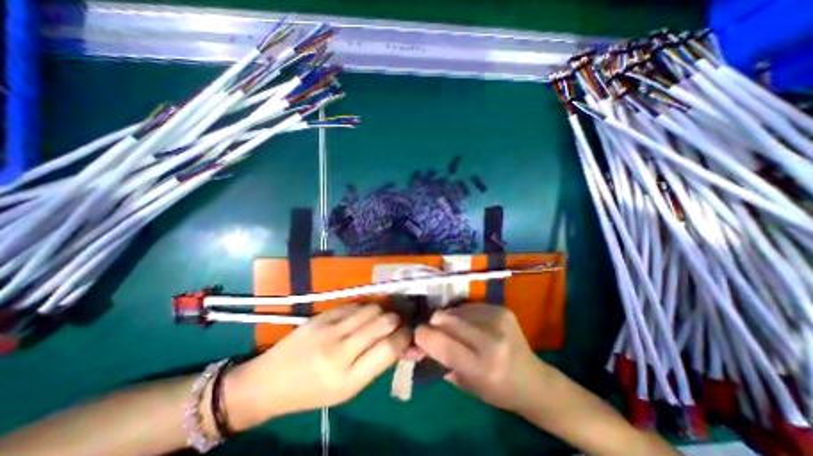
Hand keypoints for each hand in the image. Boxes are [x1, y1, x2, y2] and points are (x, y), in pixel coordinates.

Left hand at [225, 304, 410, 427]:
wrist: (270, 381)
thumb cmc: (313, 392)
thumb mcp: (348, 389)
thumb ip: (375, 364)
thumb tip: (401, 343)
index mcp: (349, 379)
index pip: (389, 348)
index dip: (405, 336)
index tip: (408, 332)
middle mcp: (340, 351)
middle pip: (383, 322)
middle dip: (396, 319)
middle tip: (397, 321)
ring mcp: (329, 329)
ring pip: (370, 308)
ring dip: (381, 310)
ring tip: (380, 316)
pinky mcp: (321, 315)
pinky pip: (354, 304)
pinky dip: (364, 308)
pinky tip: (361, 314)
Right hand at [416, 305, 548, 411]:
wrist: (533, 381)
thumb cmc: (495, 390)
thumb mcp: (463, 383)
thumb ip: (437, 361)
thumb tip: (412, 344)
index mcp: (481, 367)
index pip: (441, 342)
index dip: (423, 336)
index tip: (417, 335)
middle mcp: (491, 339)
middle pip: (445, 318)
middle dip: (434, 323)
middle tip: (434, 331)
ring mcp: (498, 319)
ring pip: (455, 309)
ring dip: (448, 318)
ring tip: (455, 330)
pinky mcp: (501, 309)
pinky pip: (468, 306)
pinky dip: (462, 314)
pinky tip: (470, 325)